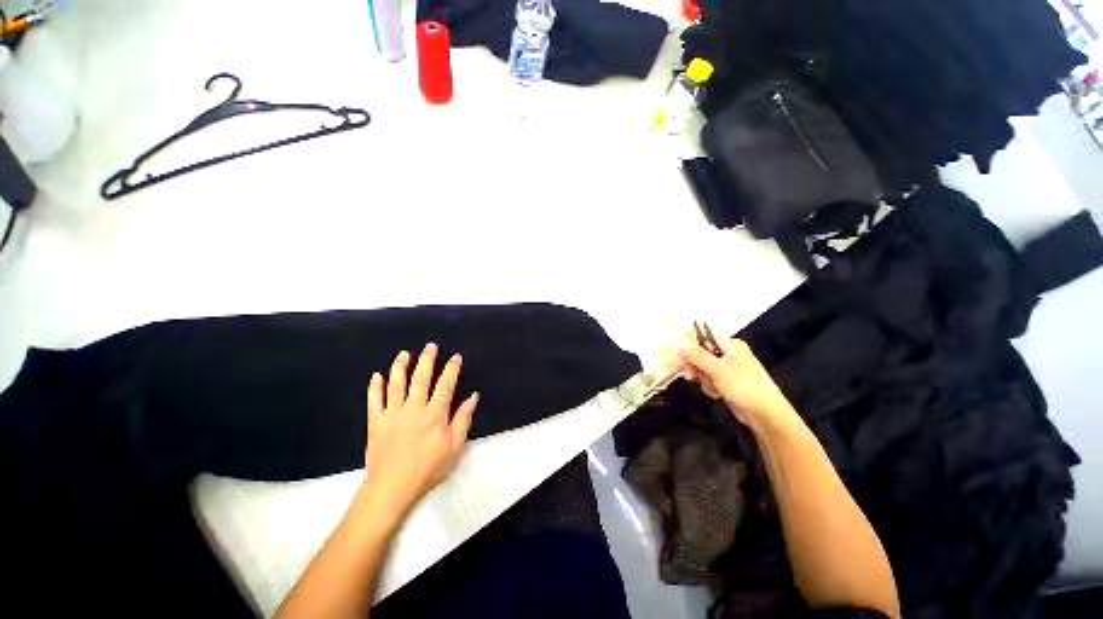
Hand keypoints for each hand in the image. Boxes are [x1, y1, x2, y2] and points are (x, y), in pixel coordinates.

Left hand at [361, 343, 478, 524]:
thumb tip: (472, 397)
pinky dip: (375, 387)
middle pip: (421, 378)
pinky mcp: (376, 423)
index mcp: (434, 413)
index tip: (455, 357)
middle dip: (427, 360)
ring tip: (404, 354)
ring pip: (396, 384)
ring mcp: (392, 414)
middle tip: (430, 346)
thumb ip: (463, 419)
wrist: (392, 488)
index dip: (451, 369)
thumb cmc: (428, 467)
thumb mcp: (454, 446)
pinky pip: (374, 401)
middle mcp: (413, 408)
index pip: (445, 384)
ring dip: (400, 367)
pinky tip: (377, 376)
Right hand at [678, 337, 800, 434]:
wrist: (765, 414)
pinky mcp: (729, 383)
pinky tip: (718, 394)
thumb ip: (697, 356)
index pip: (703, 342)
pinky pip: (711, 381)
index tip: (680, 362)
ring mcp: (730, 369)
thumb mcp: (717, 369)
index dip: (690, 352)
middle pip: (702, 357)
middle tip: (691, 377)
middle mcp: (730, 354)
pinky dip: (711, 387)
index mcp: (731, 345)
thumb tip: (680, 344)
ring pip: (705, 370)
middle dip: (698, 369)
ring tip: (714, 388)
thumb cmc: (743, 386)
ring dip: (705, 380)